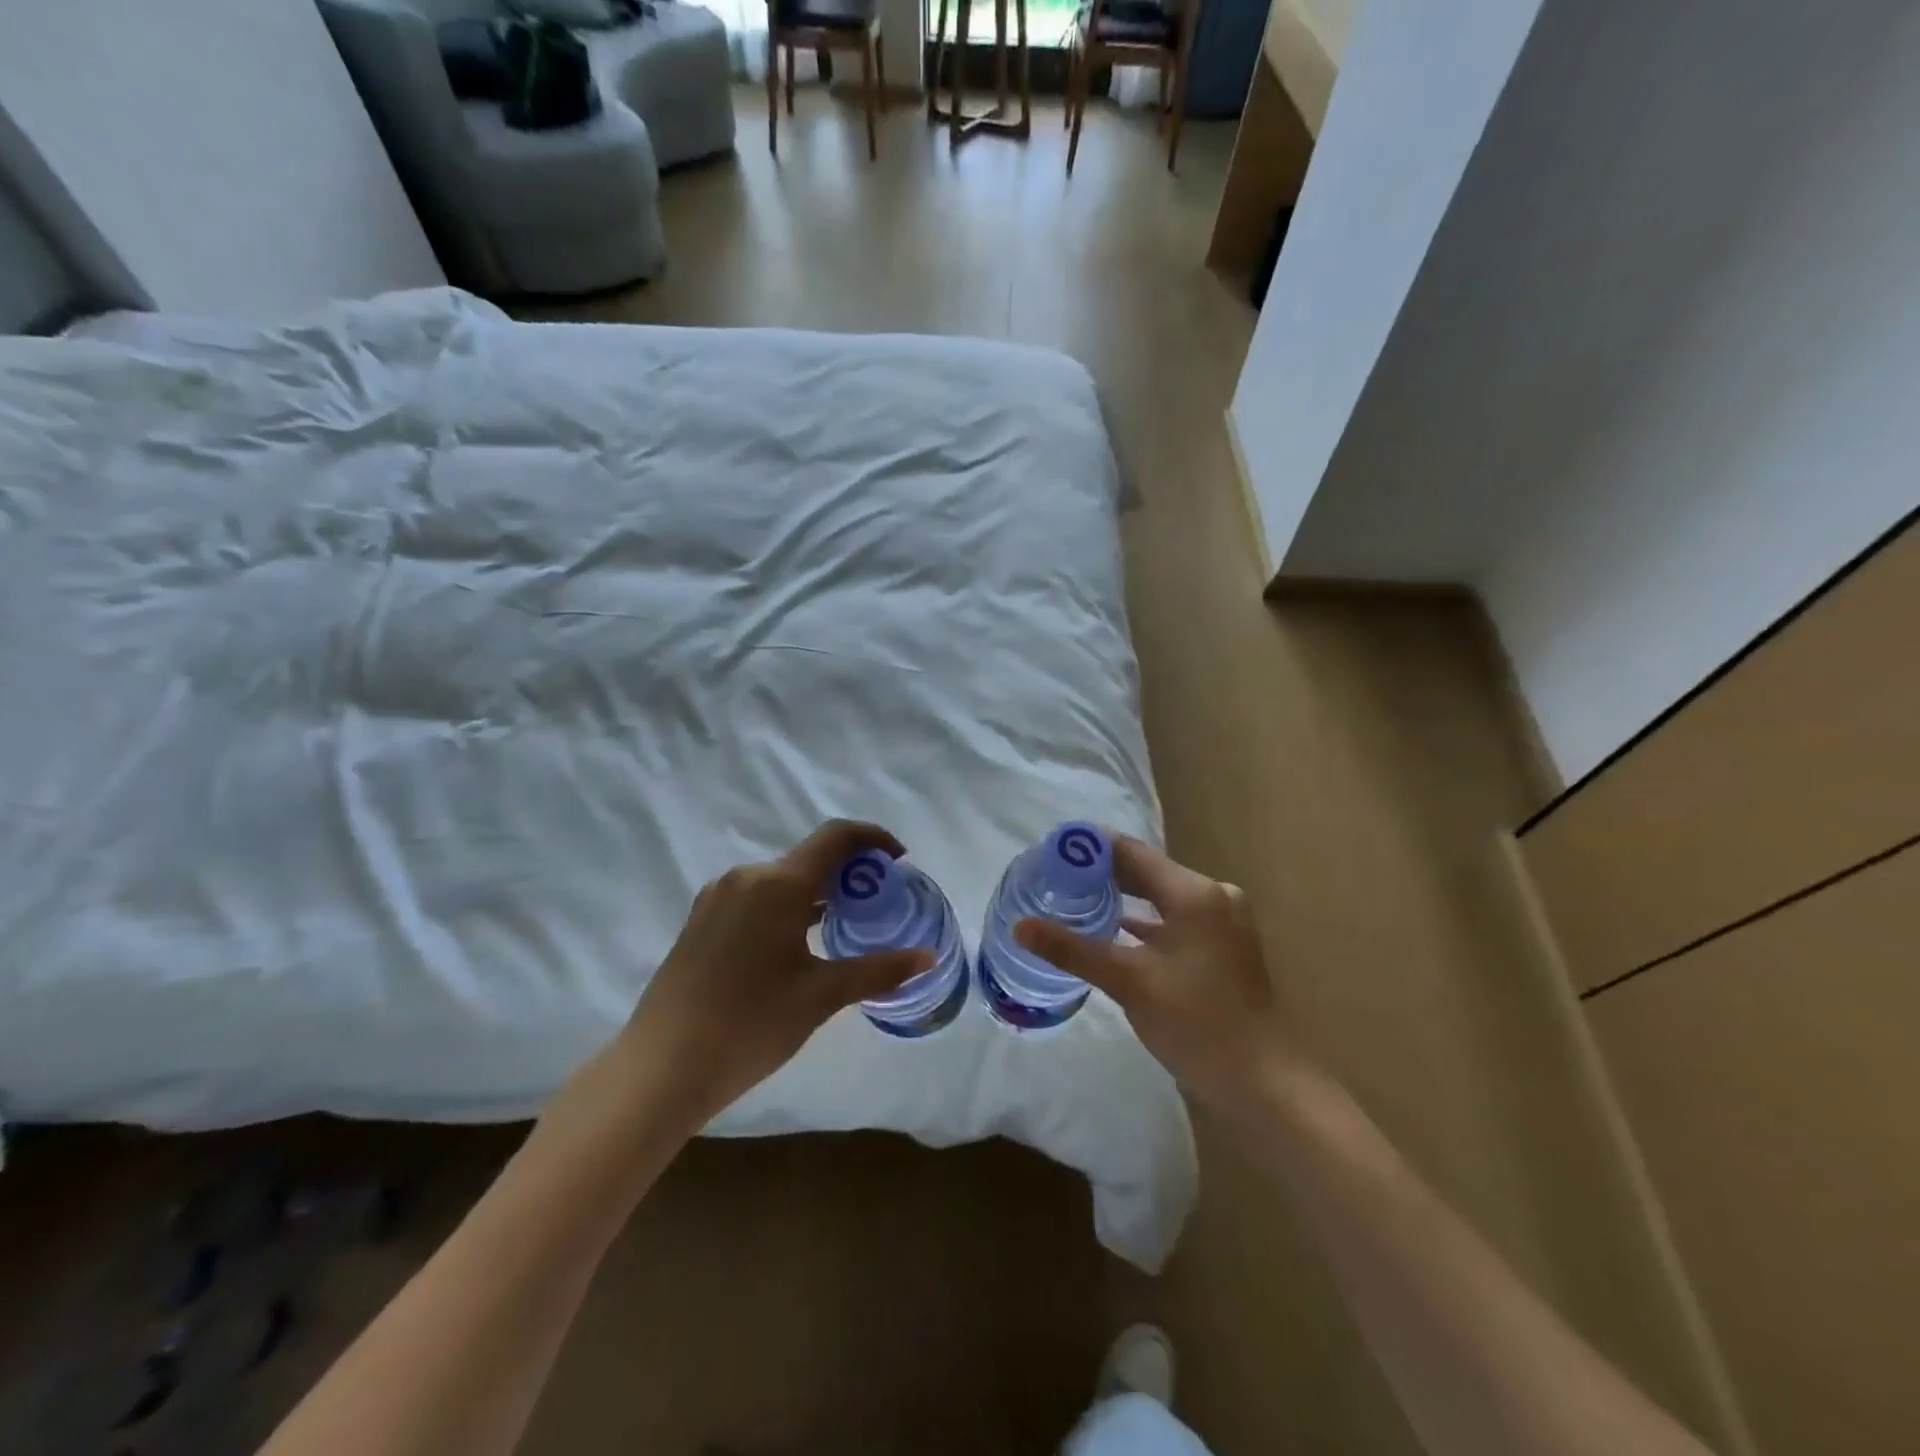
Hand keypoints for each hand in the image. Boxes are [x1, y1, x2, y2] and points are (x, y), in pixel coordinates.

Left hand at [617, 820, 932, 1128]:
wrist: (661, 1067)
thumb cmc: (751, 1024)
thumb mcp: (822, 995)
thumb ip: (879, 970)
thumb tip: (927, 958)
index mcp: (778, 883)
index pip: (836, 836)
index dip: (873, 838)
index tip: (899, 860)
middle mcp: (746, 876)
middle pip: (809, 857)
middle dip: (848, 873)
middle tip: (877, 904)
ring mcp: (717, 897)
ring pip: (780, 879)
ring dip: (816, 892)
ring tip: (842, 926)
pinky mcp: (700, 920)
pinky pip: (755, 897)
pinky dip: (785, 907)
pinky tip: (795, 946)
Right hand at [1015, 835, 1291, 1111]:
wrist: (1262, 1081)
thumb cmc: (1197, 1023)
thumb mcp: (1129, 982)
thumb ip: (1072, 950)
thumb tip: (1019, 926)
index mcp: (1195, 893)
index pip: (1132, 853)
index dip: (1090, 848)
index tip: (1050, 850)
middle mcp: (1212, 896)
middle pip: (1146, 872)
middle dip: (1100, 873)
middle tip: (1053, 876)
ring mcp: (1220, 922)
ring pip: (1159, 897)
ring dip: (1120, 897)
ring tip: (1073, 898)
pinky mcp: (1220, 946)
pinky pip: (1172, 919)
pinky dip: (1142, 922)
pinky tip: (1110, 929)